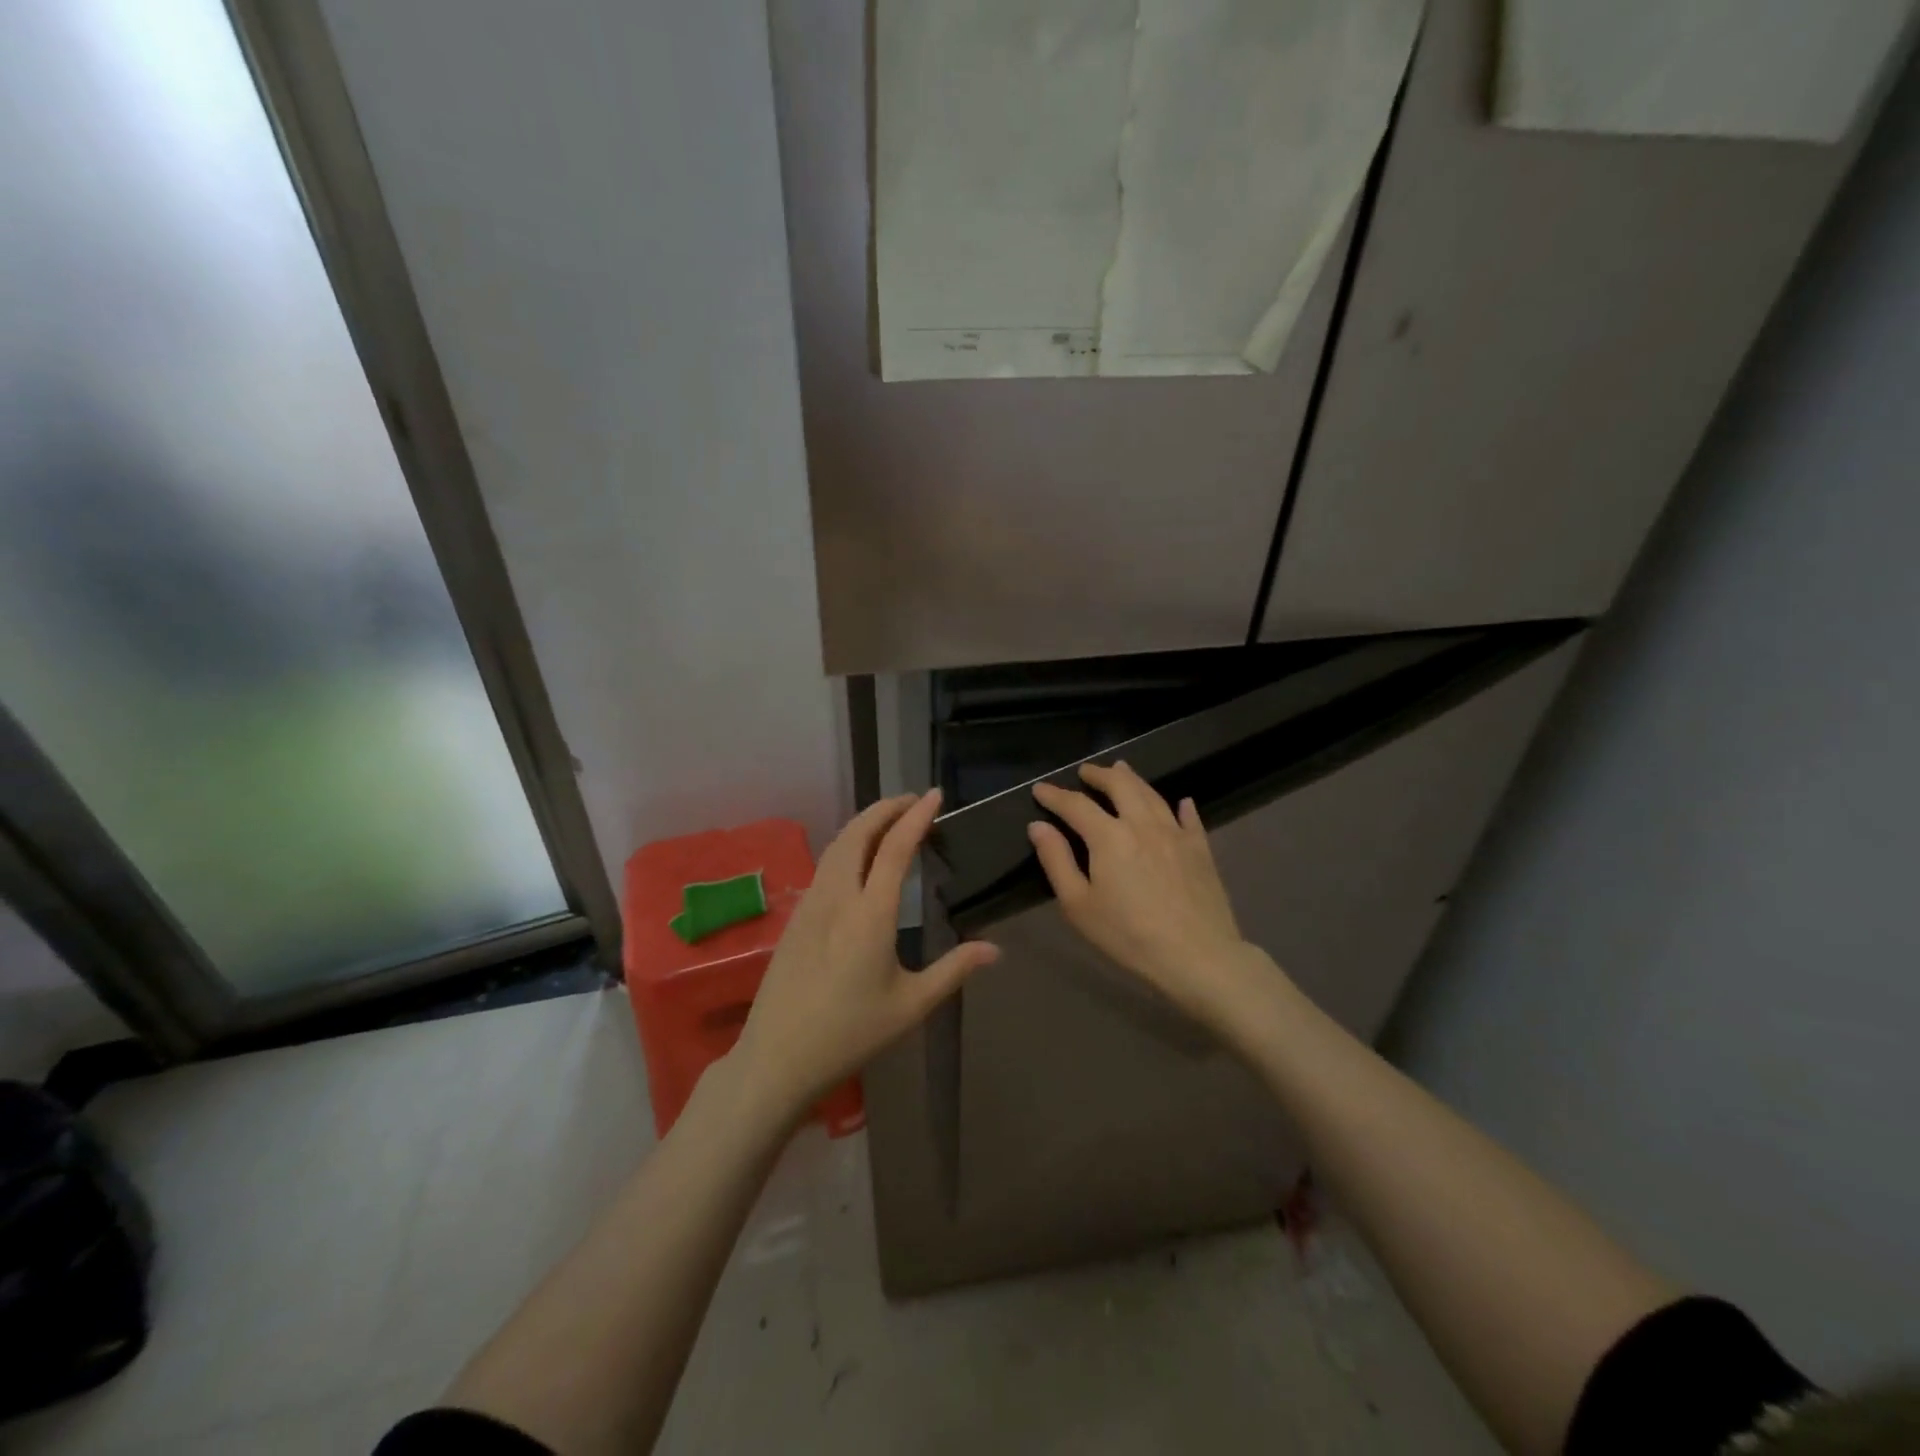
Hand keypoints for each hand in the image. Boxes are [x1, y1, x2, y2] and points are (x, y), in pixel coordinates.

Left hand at [732, 790, 998, 1120]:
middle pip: (859, 832)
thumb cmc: (850, 1033)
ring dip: (865, 823)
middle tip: (915, 801)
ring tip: (891, 820)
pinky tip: (860, 857)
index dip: (917, 816)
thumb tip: (994, 949)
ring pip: (838, 844)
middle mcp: (838, 897)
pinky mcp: (796, 916)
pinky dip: (848, 843)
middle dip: (887, 808)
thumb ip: (953, 971)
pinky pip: (826, 863)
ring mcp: (811, 903)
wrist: (777, 1057)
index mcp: (870, 914)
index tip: (935, 795)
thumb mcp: (910, 1006)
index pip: (895, 847)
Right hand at [1030, 762, 1270, 1036]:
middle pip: (1120, 785)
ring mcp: (1176, 833)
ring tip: (1121, 770)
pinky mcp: (1201, 849)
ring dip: (1133, 779)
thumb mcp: (1079, 905)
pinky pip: (1189, 818)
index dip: (1055, 795)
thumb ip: (1056, 861)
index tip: (1040, 789)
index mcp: (1109, 836)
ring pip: (1152, 794)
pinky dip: (1181, 806)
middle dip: (1099, 775)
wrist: (1197, 956)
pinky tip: (1182, 802)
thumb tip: (1038, 826)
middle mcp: (1143, 823)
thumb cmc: (1128, 935)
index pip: (1076, 805)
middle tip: (1085, 771)